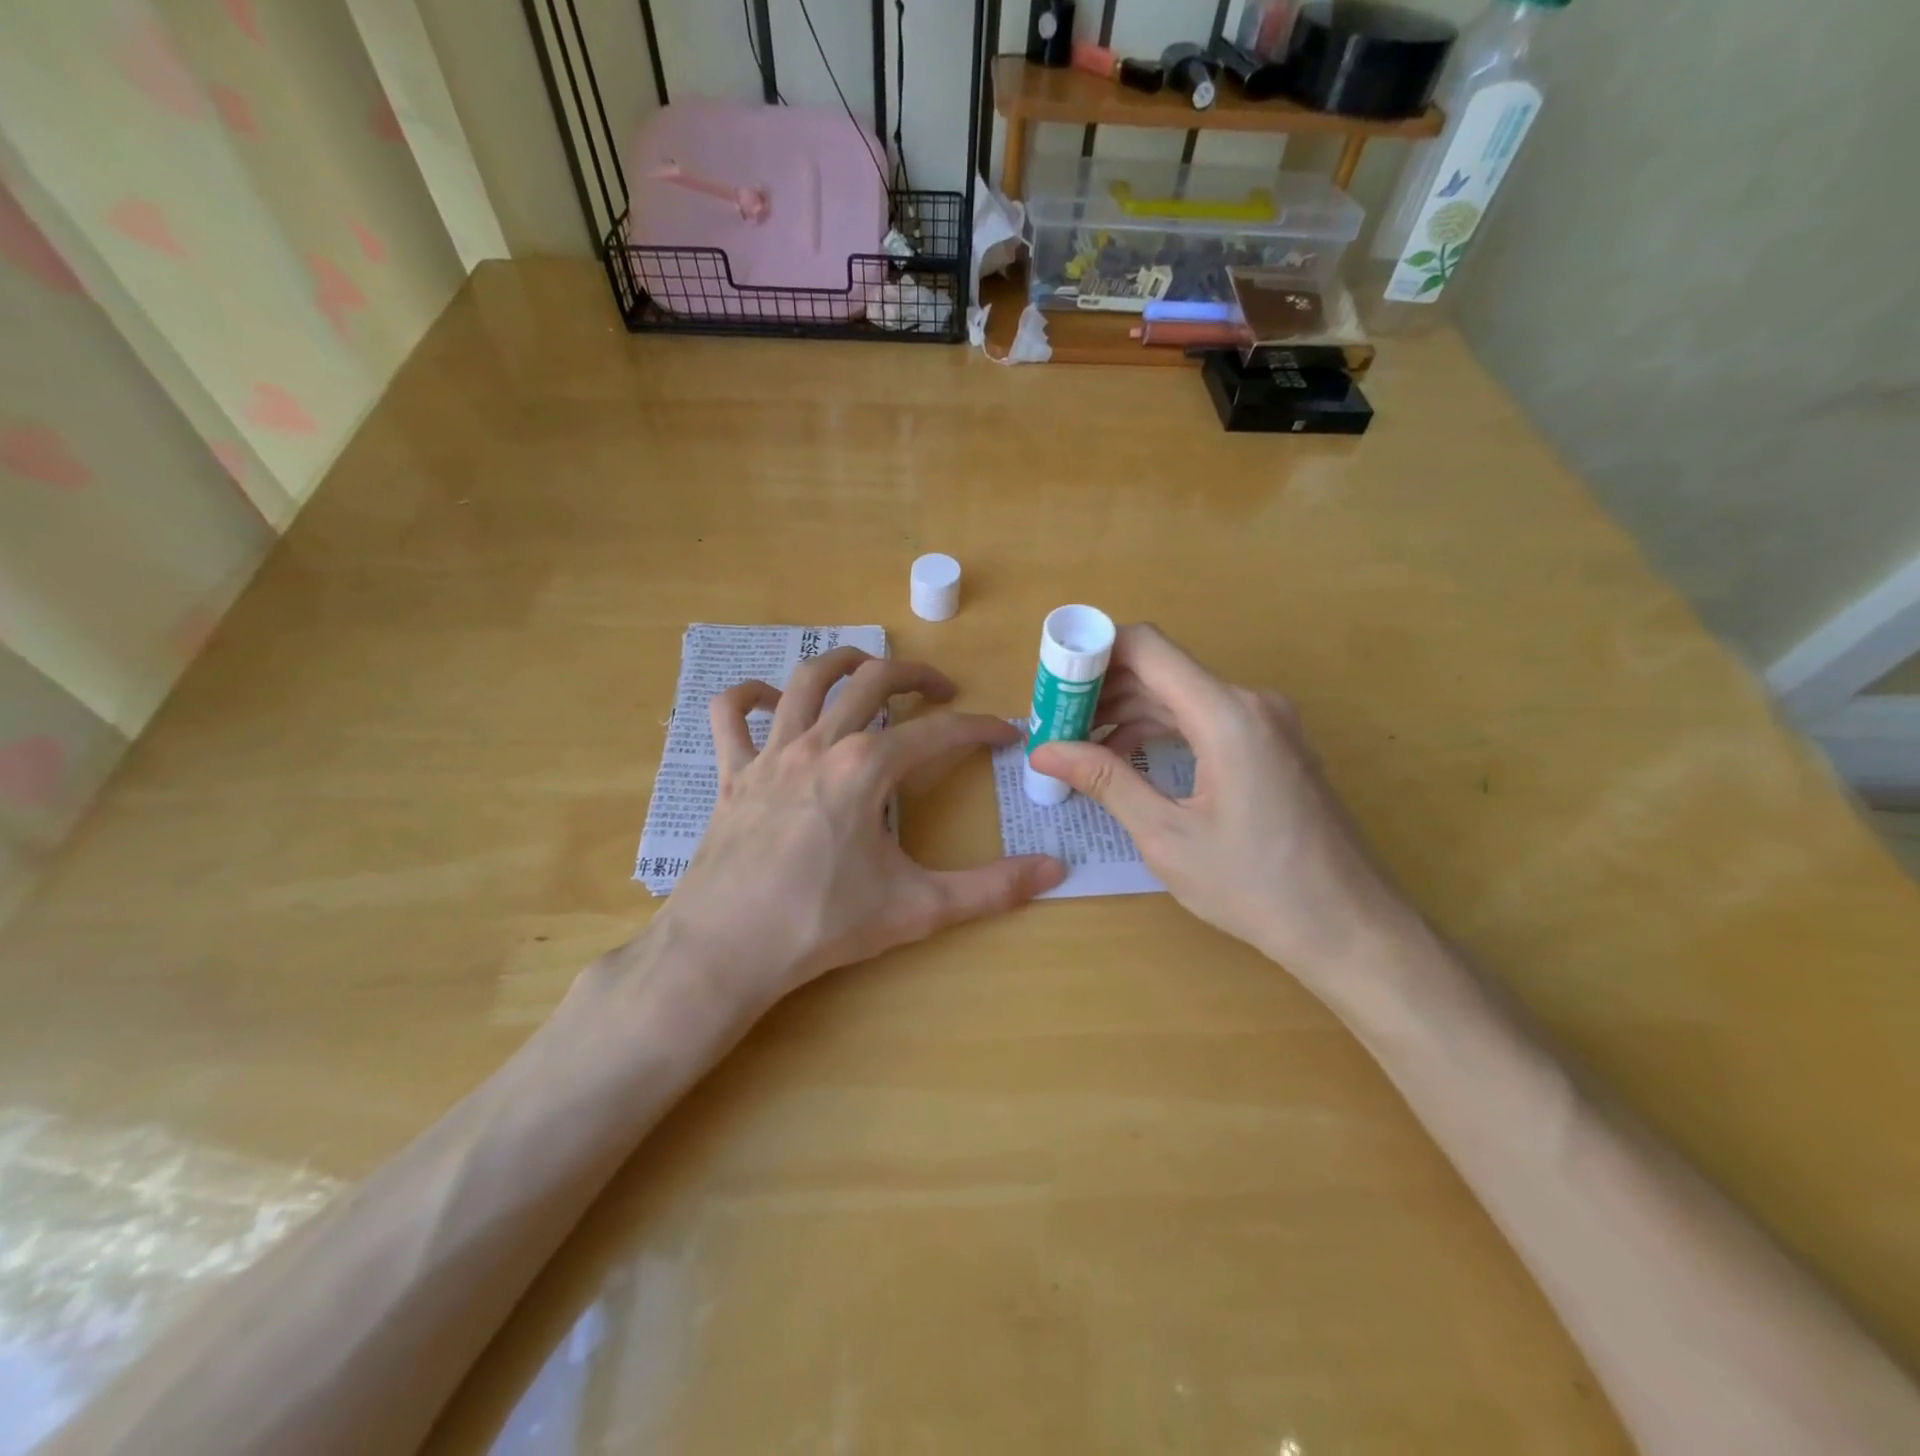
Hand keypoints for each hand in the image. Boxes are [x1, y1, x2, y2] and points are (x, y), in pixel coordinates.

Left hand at [654, 647, 1065, 1014]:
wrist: (726, 950)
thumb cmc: (823, 924)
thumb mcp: (918, 908)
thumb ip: (990, 889)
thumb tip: (1055, 872)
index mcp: (867, 768)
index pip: (939, 732)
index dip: (980, 727)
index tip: (1005, 733)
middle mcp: (820, 744)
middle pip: (874, 680)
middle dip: (917, 675)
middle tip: (942, 690)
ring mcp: (770, 753)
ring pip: (807, 680)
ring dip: (843, 663)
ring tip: (869, 670)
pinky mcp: (732, 774)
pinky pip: (730, 715)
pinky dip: (749, 696)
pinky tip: (771, 700)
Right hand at [1029, 625, 1417, 997]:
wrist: (1349, 927)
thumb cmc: (1254, 886)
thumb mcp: (1166, 836)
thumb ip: (1105, 781)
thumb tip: (1043, 751)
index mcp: (1226, 715)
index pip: (1146, 647)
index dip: (1092, 654)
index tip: (1052, 685)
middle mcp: (1250, 702)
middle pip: (1161, 670)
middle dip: (1103, 691)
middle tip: (1055, 725)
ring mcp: (1268, 722)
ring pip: (1182, 695)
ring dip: (1129, 713)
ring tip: (1081, 746)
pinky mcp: (1273, 745)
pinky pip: (1206, 719)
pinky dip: (1162, 730)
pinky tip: (1129, 759)